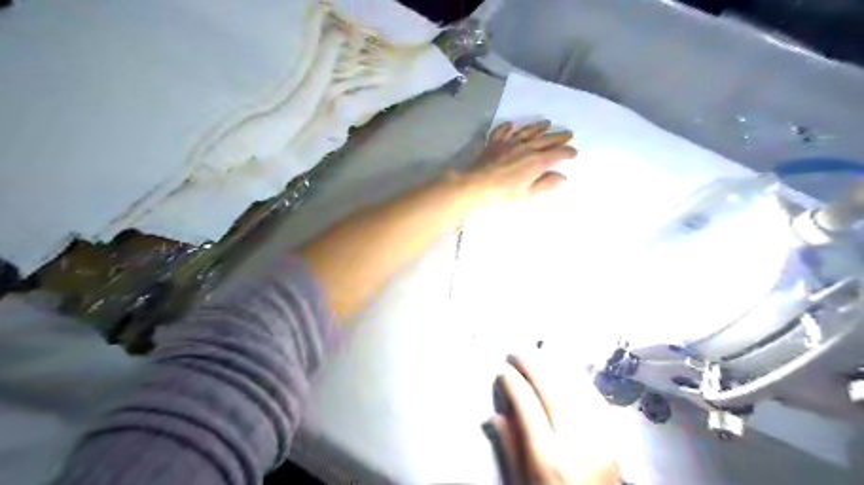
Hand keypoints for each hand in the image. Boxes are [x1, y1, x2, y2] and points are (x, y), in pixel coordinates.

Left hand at [462, 120, 575, 205]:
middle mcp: (525, 148)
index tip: (574, 152)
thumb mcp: (527, 194)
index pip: (557, 154)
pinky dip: (507, 127)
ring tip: (547, 123)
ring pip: (526, 131)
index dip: (567, 152)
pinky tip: (511, 124)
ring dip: (538, 127)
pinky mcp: (494, 143)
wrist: (476, 185)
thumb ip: (545, 184)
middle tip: (568, 133)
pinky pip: (502, 131)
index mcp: (536, 162)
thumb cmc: (503, 193)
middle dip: (559, 137)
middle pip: (545, 140)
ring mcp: (509, 143)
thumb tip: (561, 177)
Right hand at [486, 355, 621, 483]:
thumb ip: (509, 447)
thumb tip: (496, 414)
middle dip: (533, 367)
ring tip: (540, 358)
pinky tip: (569, 375)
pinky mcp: (614, 443)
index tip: (503, 372)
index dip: (513, 384)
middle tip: (518, 356)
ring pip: (578, 392)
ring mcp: (600, 442)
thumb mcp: (521, 482)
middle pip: (554, 392)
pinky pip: (598, 403)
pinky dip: (581, 383)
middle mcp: (577, 445)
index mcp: (548, 458)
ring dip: (557, 369)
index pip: (527, 407)